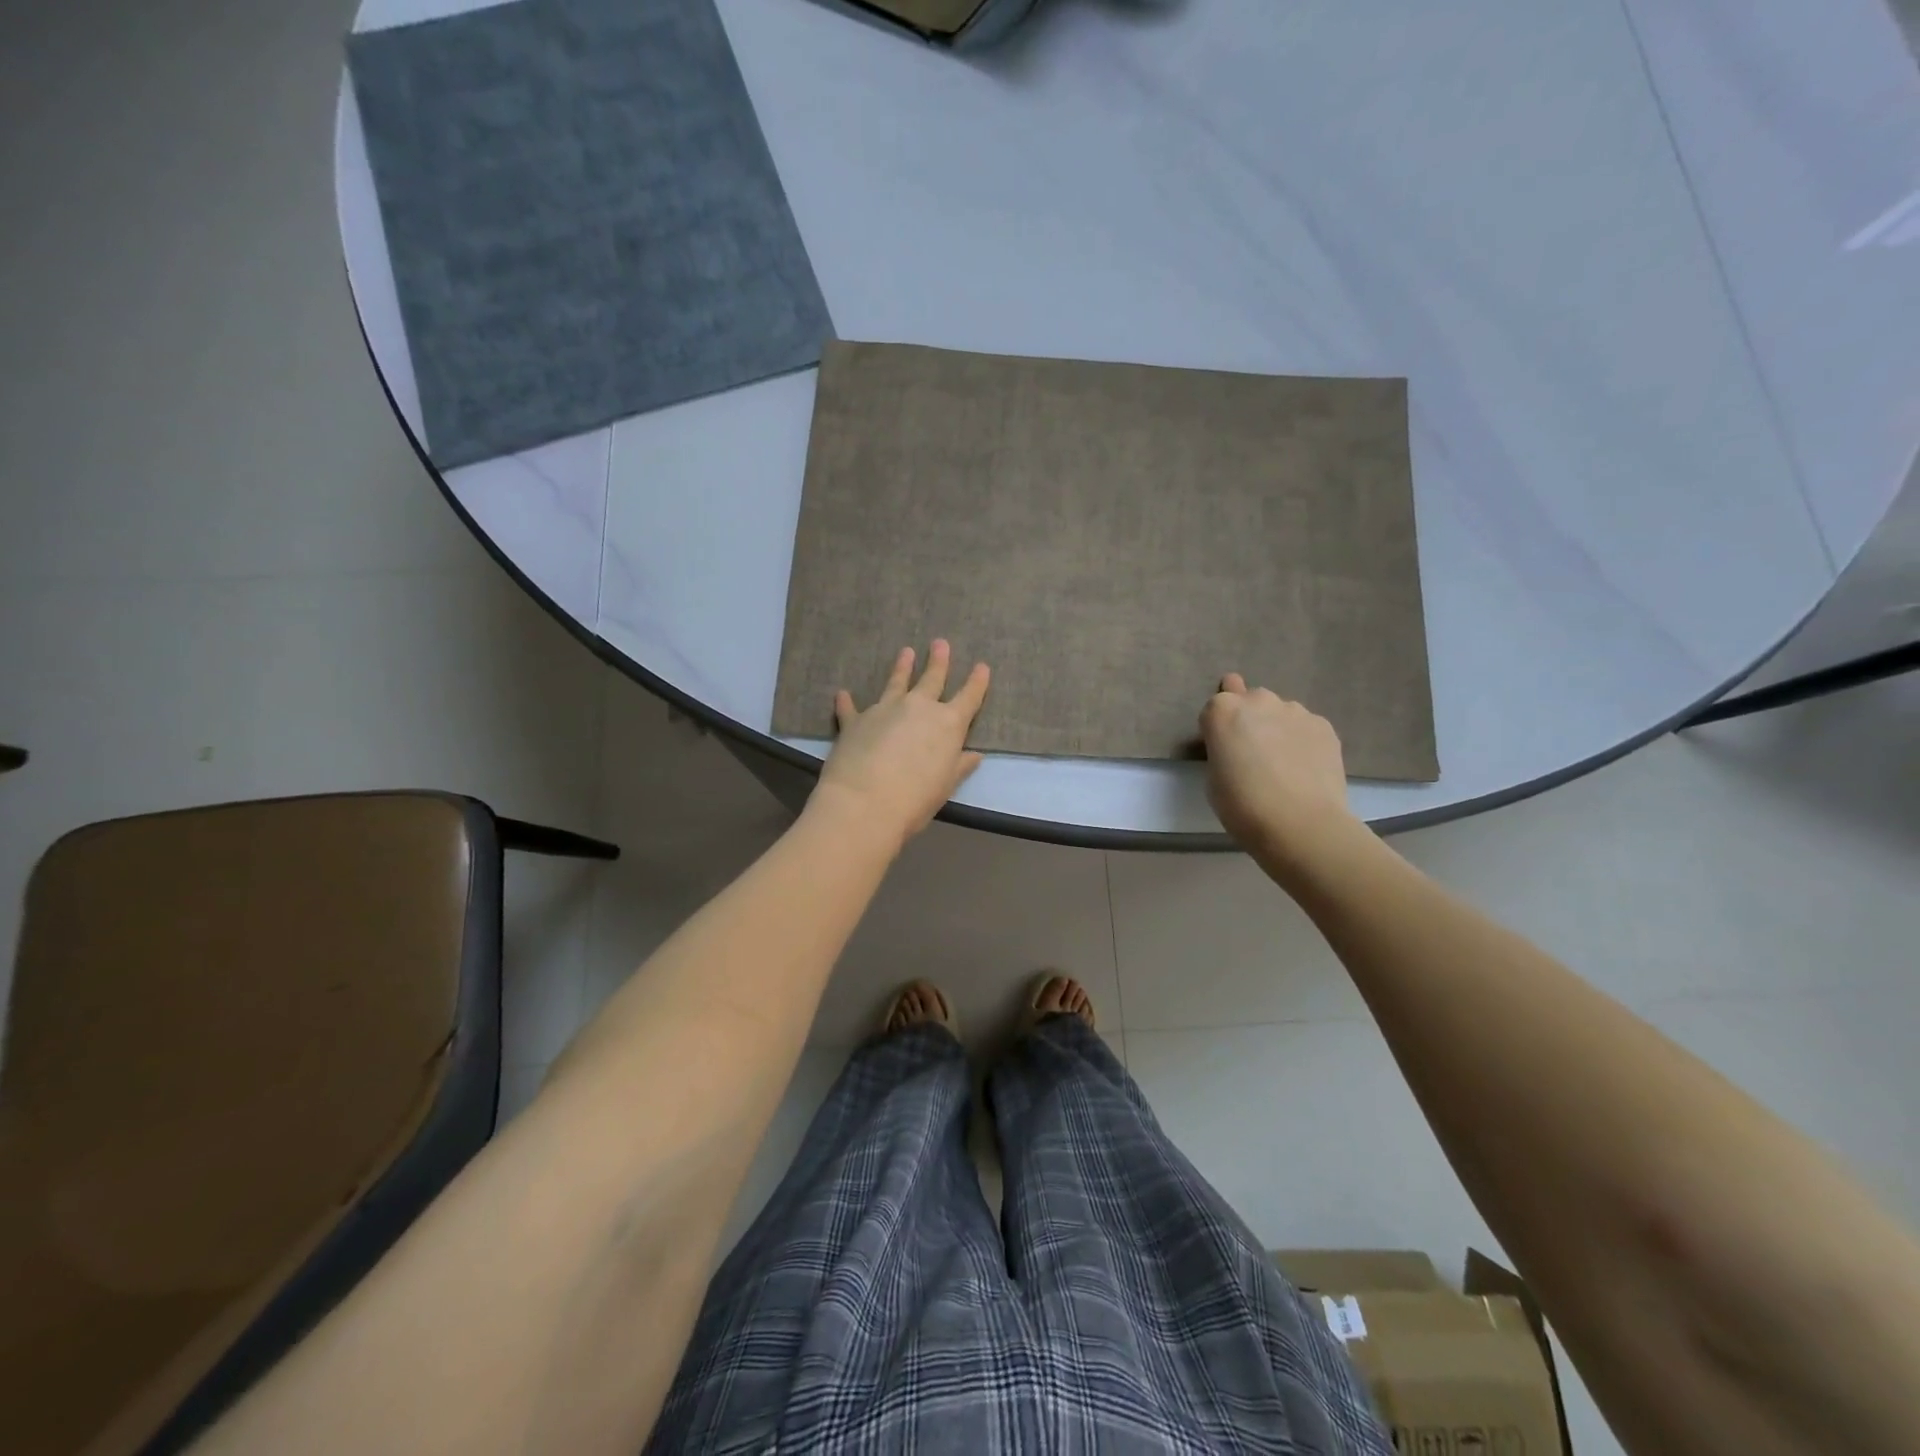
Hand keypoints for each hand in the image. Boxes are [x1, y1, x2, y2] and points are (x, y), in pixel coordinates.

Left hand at [811, 641, 990, 847]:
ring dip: (902, 667)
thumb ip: (959, 766)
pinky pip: (851, 708)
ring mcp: (885, 709)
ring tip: (906, 652)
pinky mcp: (855, 720)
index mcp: (948, 724)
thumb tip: (975, 755)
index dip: (977, 682)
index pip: (969, 697)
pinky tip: (843, 694)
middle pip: (932, 678)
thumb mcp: (945, 785)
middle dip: (939, 661)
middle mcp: (918, 708)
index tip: (982, 666)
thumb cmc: (916, 799)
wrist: (865, 803)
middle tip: (940, 643)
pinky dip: (847, 701)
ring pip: (896, 682)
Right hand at [1200, 674, 1358, 871]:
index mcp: (1222, 711)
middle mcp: (1258, 700)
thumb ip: (1222, 751)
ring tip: (1283, 763)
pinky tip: (1304, 768)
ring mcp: (1295, 710)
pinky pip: (1305, 727)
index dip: (1216, 731)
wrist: (1300, 824)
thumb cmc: (1242, 806)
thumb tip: (1237, 748)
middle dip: (1248, 719)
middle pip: (1248, 700)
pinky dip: (1302, 740)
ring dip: (1276, 728)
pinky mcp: (1324, 725)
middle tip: (1252, 753)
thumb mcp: (1213, 778)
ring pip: (1279, 712)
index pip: (1212, 709)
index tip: (1222, 752)